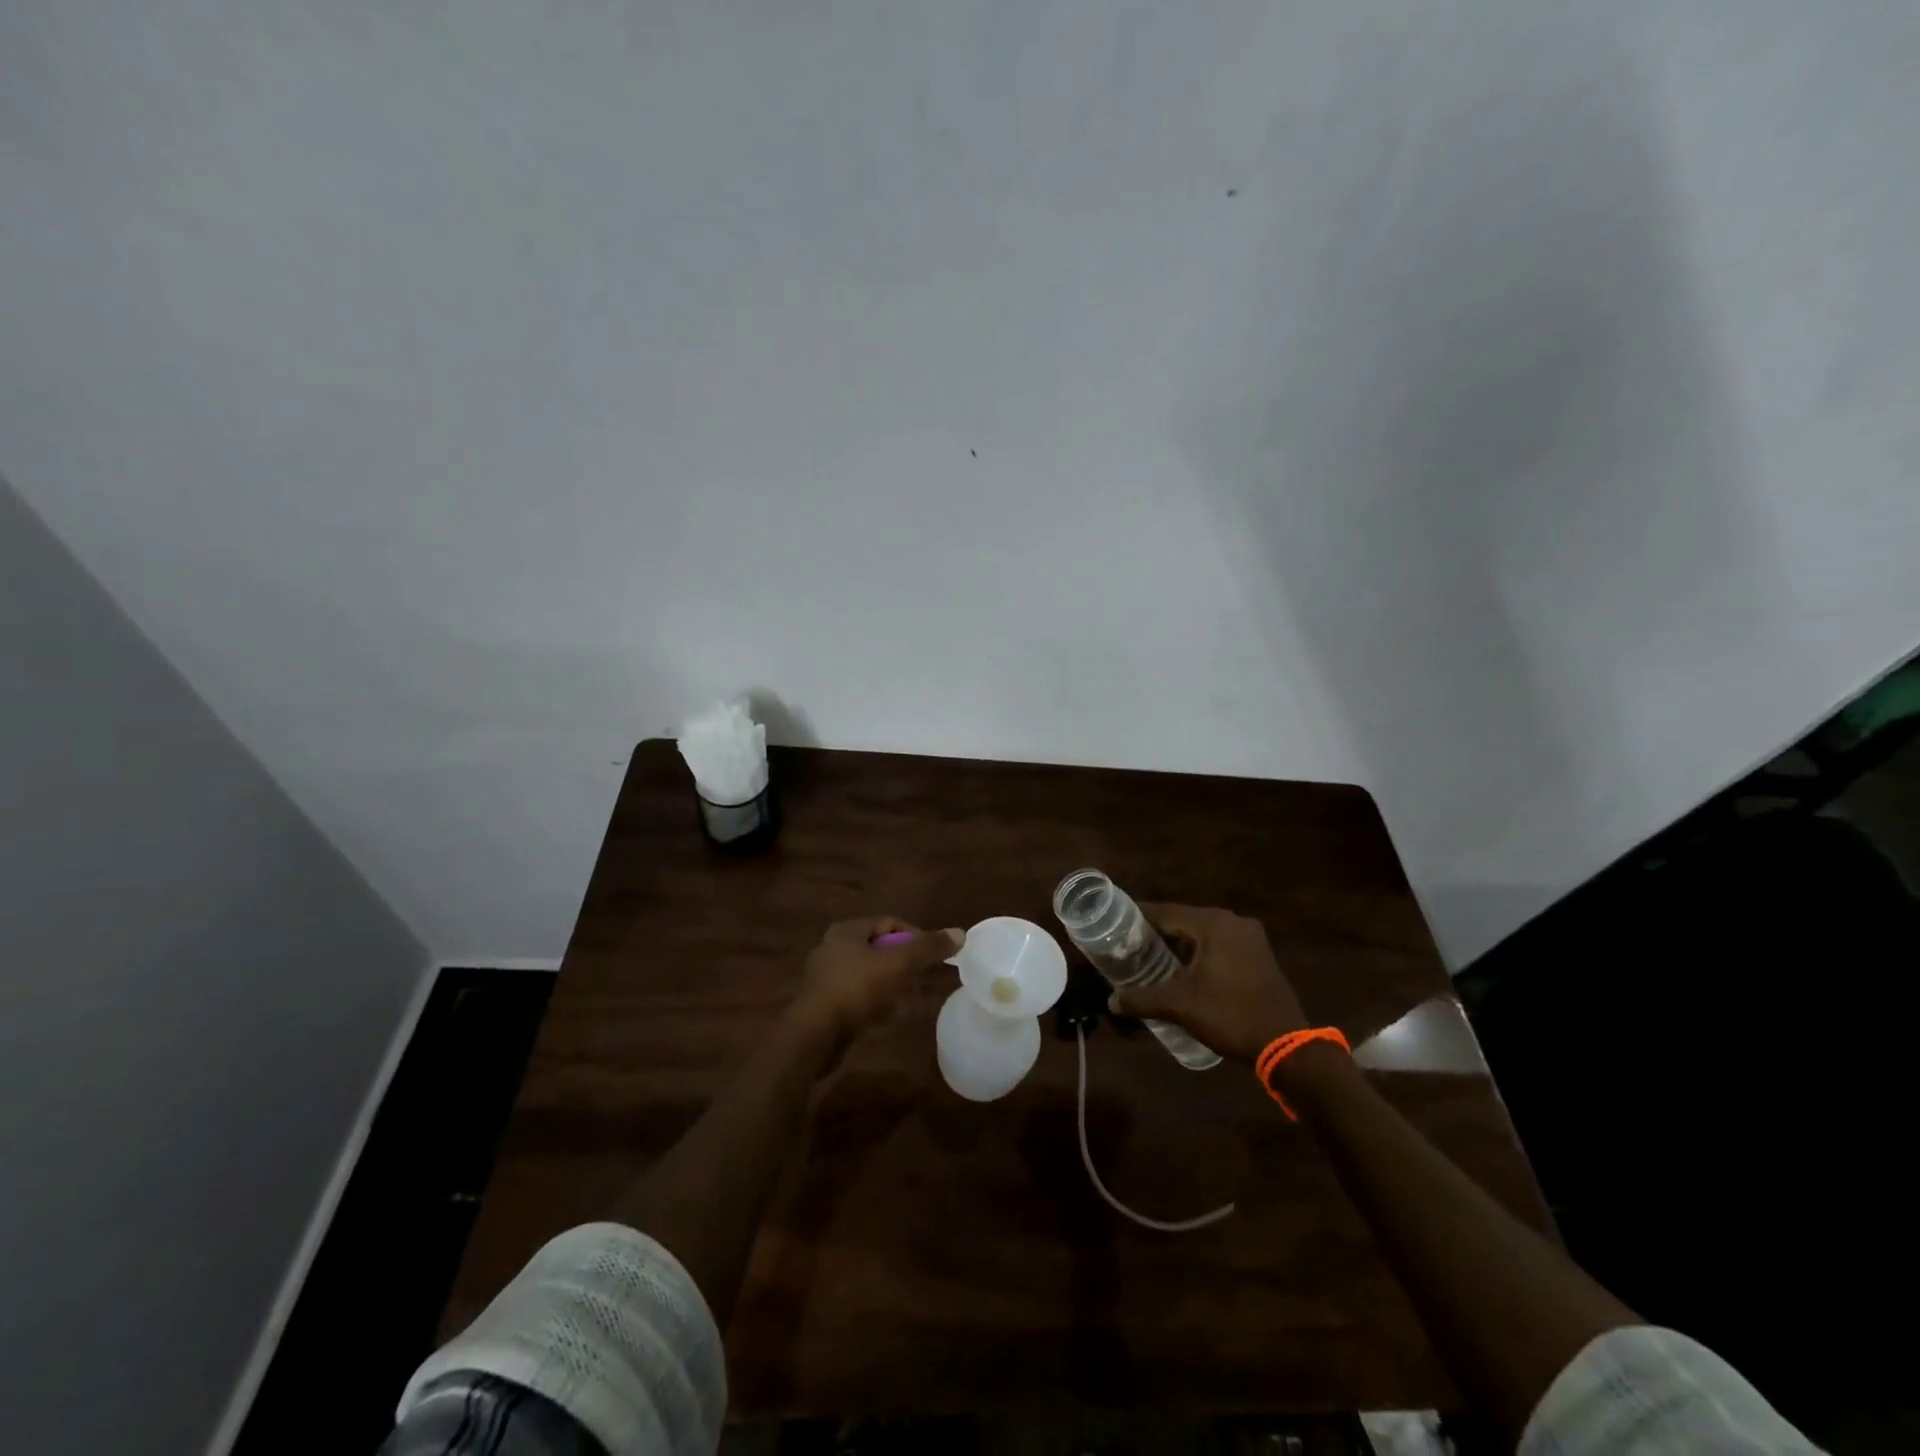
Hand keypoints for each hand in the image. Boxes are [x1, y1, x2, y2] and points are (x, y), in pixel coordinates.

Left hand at [791, 916, 963, 1040]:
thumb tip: (960, 932)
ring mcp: (825, 976)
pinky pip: (857, 996)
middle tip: (920, 979)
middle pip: (879, 948)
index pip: (889, 922)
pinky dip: (874, 1002)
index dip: (914, 935)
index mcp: (846, 930)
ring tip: (905, 1000)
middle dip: (903, 963)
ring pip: (869, 973)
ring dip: (890, 985)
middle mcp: (832, 947)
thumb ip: (928, 947)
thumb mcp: (899, 963)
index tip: (930, 956)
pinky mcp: (823, 1003)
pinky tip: (884, 1016)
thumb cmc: (857, 988)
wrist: (816, 1034)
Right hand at [1108, 904, 1307, 1063]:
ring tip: (1152, 959)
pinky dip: (1201, 953)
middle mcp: (1232, 921)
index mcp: (1212, 923)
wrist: (1284, 1045)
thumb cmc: (1229, 1014)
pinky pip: (1220, 945)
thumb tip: (1111, 1001)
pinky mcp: (1259, 954)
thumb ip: (1142, 999)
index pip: (1165, 912)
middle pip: (1184, 920)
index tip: (1115, 926)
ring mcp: (1250, 937)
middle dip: (1158, 933)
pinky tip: (1185, 970)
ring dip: (1180, 945)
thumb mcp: (1180, 1005)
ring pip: (1203, 934)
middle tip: (1130, 946)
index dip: (1138, 919)